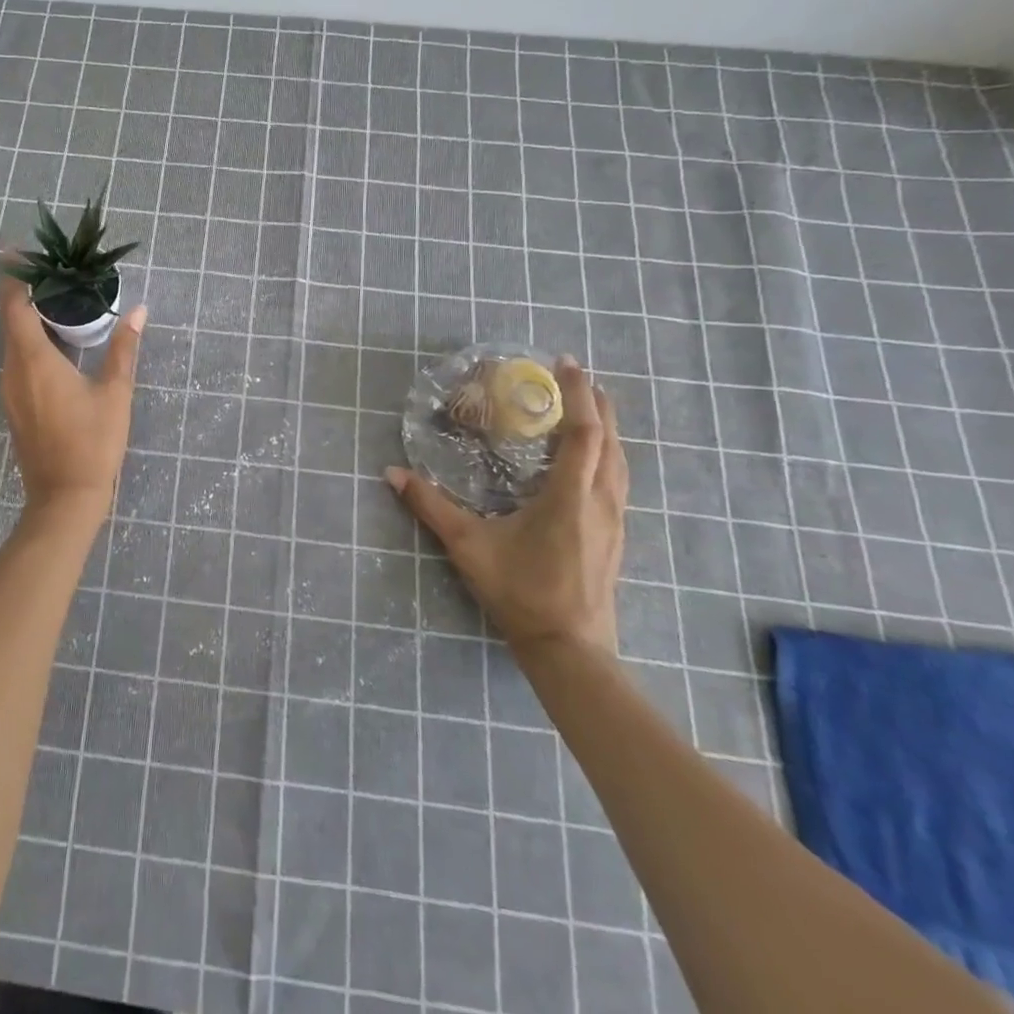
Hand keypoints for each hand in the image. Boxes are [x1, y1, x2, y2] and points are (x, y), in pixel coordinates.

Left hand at [0, 269, 145, 519]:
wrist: (64, 499)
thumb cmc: (92, 443)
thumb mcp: (115, 393)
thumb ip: (124, 348)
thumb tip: (139, 312)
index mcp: (34, 360)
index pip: (15, 305)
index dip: (16, 276)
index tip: (23, 252)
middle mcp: (13, 370)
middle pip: (11, 319)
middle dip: (26, 291)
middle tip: (55, 271)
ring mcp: (10, 390)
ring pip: (13, 341)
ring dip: (29, 317)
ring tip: (60, 300)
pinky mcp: (15, 405)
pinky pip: (17, 360)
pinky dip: (31, 341)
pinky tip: (57, 341)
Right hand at [386, 356, 626, 657]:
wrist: (569, 650)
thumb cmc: (521, 592)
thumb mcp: (468, 546)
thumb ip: (430, 506)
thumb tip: (393, 473)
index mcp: (571, 496)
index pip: (585, 432)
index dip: (578, 394)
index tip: (566, 364)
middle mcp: (601, 500)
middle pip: (610, 439)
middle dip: (596, 402)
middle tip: (575, 375)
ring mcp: (614, 520)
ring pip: (620, 460)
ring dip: (607, 427)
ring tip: (588, 406)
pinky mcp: (615, 535)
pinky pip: (617, 479)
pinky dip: (607, 453)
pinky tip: (591, 459)